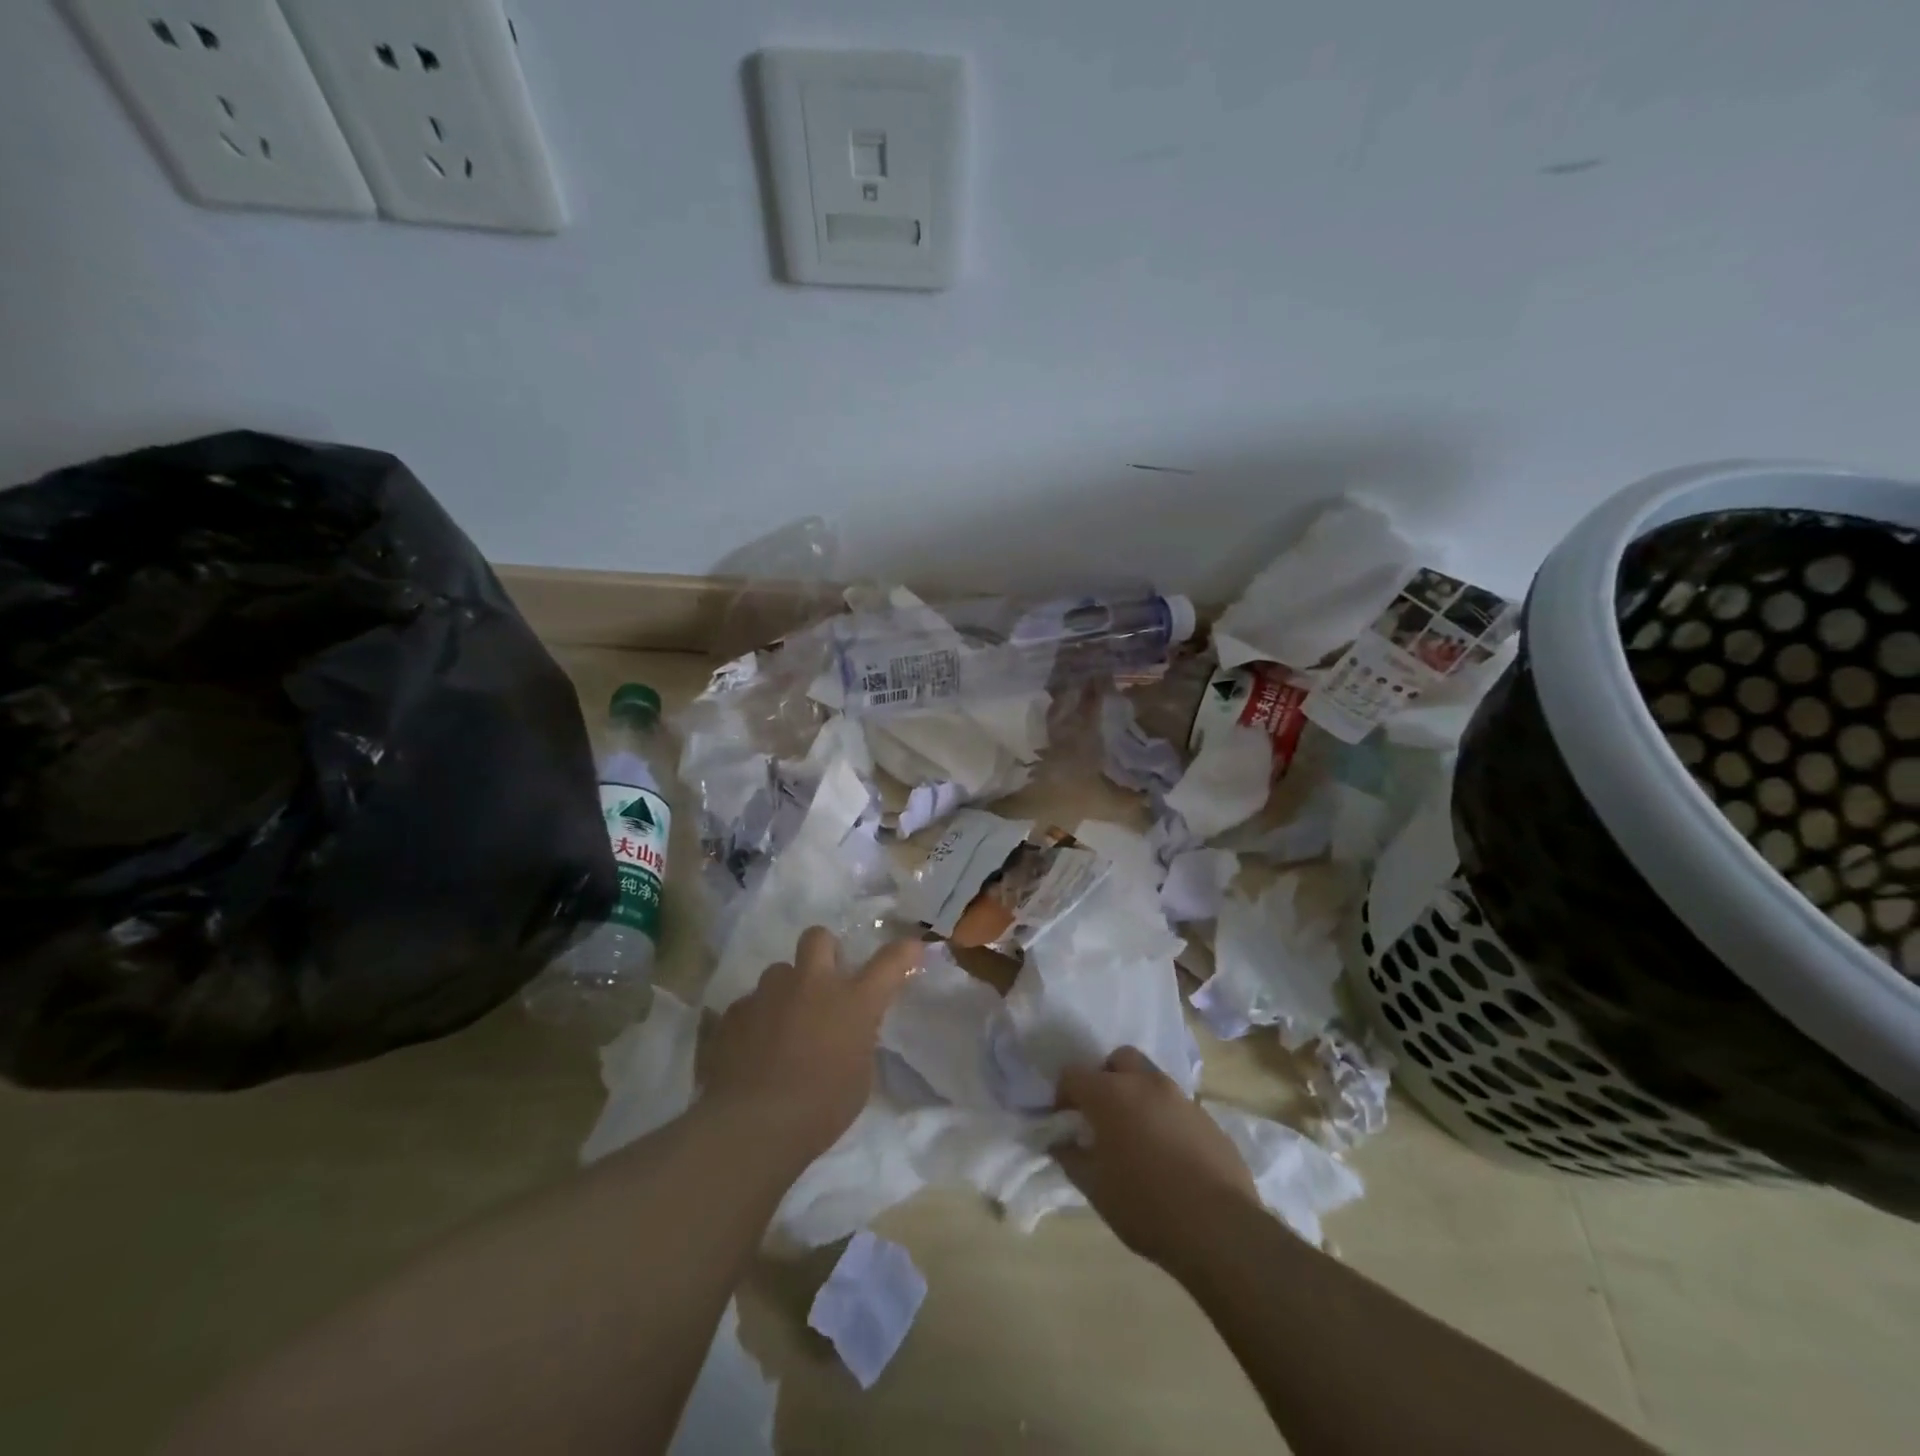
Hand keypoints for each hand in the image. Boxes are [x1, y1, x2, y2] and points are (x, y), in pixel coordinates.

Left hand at [700, 927, 920, 1170]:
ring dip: (786, 990)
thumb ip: (858, 1040)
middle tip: (825, 979)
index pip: (889, 962)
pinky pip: (749, 1004)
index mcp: (852, 1001)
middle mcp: (811, 984)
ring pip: (778, 971)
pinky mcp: (734, 1012)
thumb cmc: (820, 1109)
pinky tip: (753, 1049)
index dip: (904, 951)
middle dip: (824, 950)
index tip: (912, 948)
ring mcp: (768, 994)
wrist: (752, 1127)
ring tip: (782, 1023)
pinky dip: (756, 1020)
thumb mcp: (859, 1076)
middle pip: (818, 938)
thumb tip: (850, 1029)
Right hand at [1053, 1046, 1259, 1270]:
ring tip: (1136, 1136)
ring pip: (1151, 1079)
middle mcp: (1146, 1083)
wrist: (1220, 1229)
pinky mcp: (1208, 1118)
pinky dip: (1165, 1117)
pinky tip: (1168, 1154)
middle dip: (1106, 1078)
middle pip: (1118, 1059)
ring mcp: (1181, 1097)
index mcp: (1111, 1093)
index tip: (1066, 1121)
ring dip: (1137, 1095)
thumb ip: (1070, 1157)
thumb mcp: (1095, 1189)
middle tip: (1102, 1115)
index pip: (1074, 1074)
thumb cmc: (1145, 1206)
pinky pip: (1177, 1106)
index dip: (1063, 1094)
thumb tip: (1059, 1141)